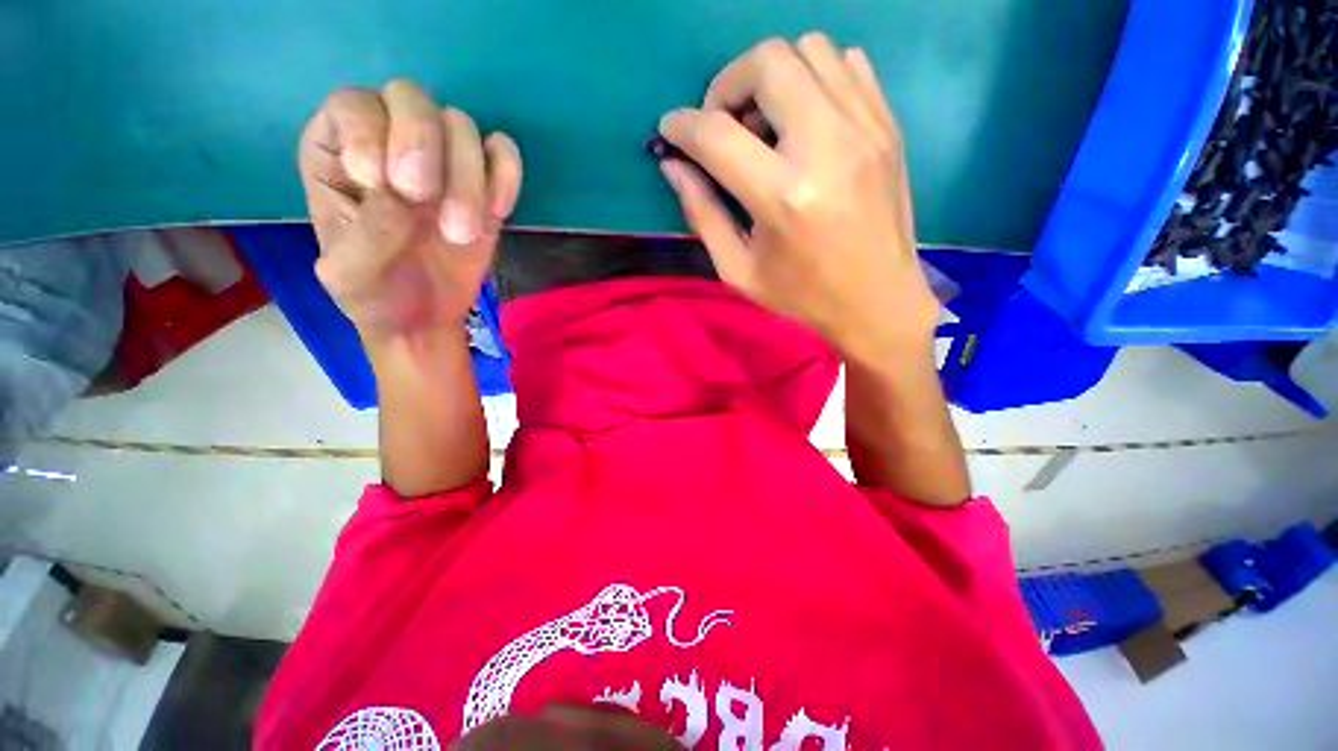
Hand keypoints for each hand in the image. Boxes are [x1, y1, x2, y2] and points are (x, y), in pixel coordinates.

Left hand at [298, 80, 521, 346]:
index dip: (369, 132)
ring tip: (460, 234)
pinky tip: (497, 213)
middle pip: (411, 97)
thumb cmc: (375, 294)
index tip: (381, 184)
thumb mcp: (351, 273)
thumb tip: (406, 196)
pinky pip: (503, 156)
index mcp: (338, 153)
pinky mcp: (484, 186)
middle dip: (421, 142)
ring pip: (462, 126)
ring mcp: (442, 162)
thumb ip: (368, 231)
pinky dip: (506, 178)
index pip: (353, 105)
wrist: (424, 319)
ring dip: (467, 180)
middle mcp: (389, 143)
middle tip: (422, 197)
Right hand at [658, 33, 937, 363]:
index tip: (670, 131)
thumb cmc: (802, 295)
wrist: (879, 301)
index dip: (683, 126)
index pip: (718, 134)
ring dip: (772, 76)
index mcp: (783, 197)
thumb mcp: (738, 270)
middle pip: (768, 62)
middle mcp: (827, 147)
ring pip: (810, 48)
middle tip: (721, 123)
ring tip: (763, 122)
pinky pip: (848, 63)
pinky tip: (803, 118)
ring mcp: (866, 129)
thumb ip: (702, 214)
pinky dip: (814, 77)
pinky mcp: (888, 126)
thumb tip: (673, 166)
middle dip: (728, 84)